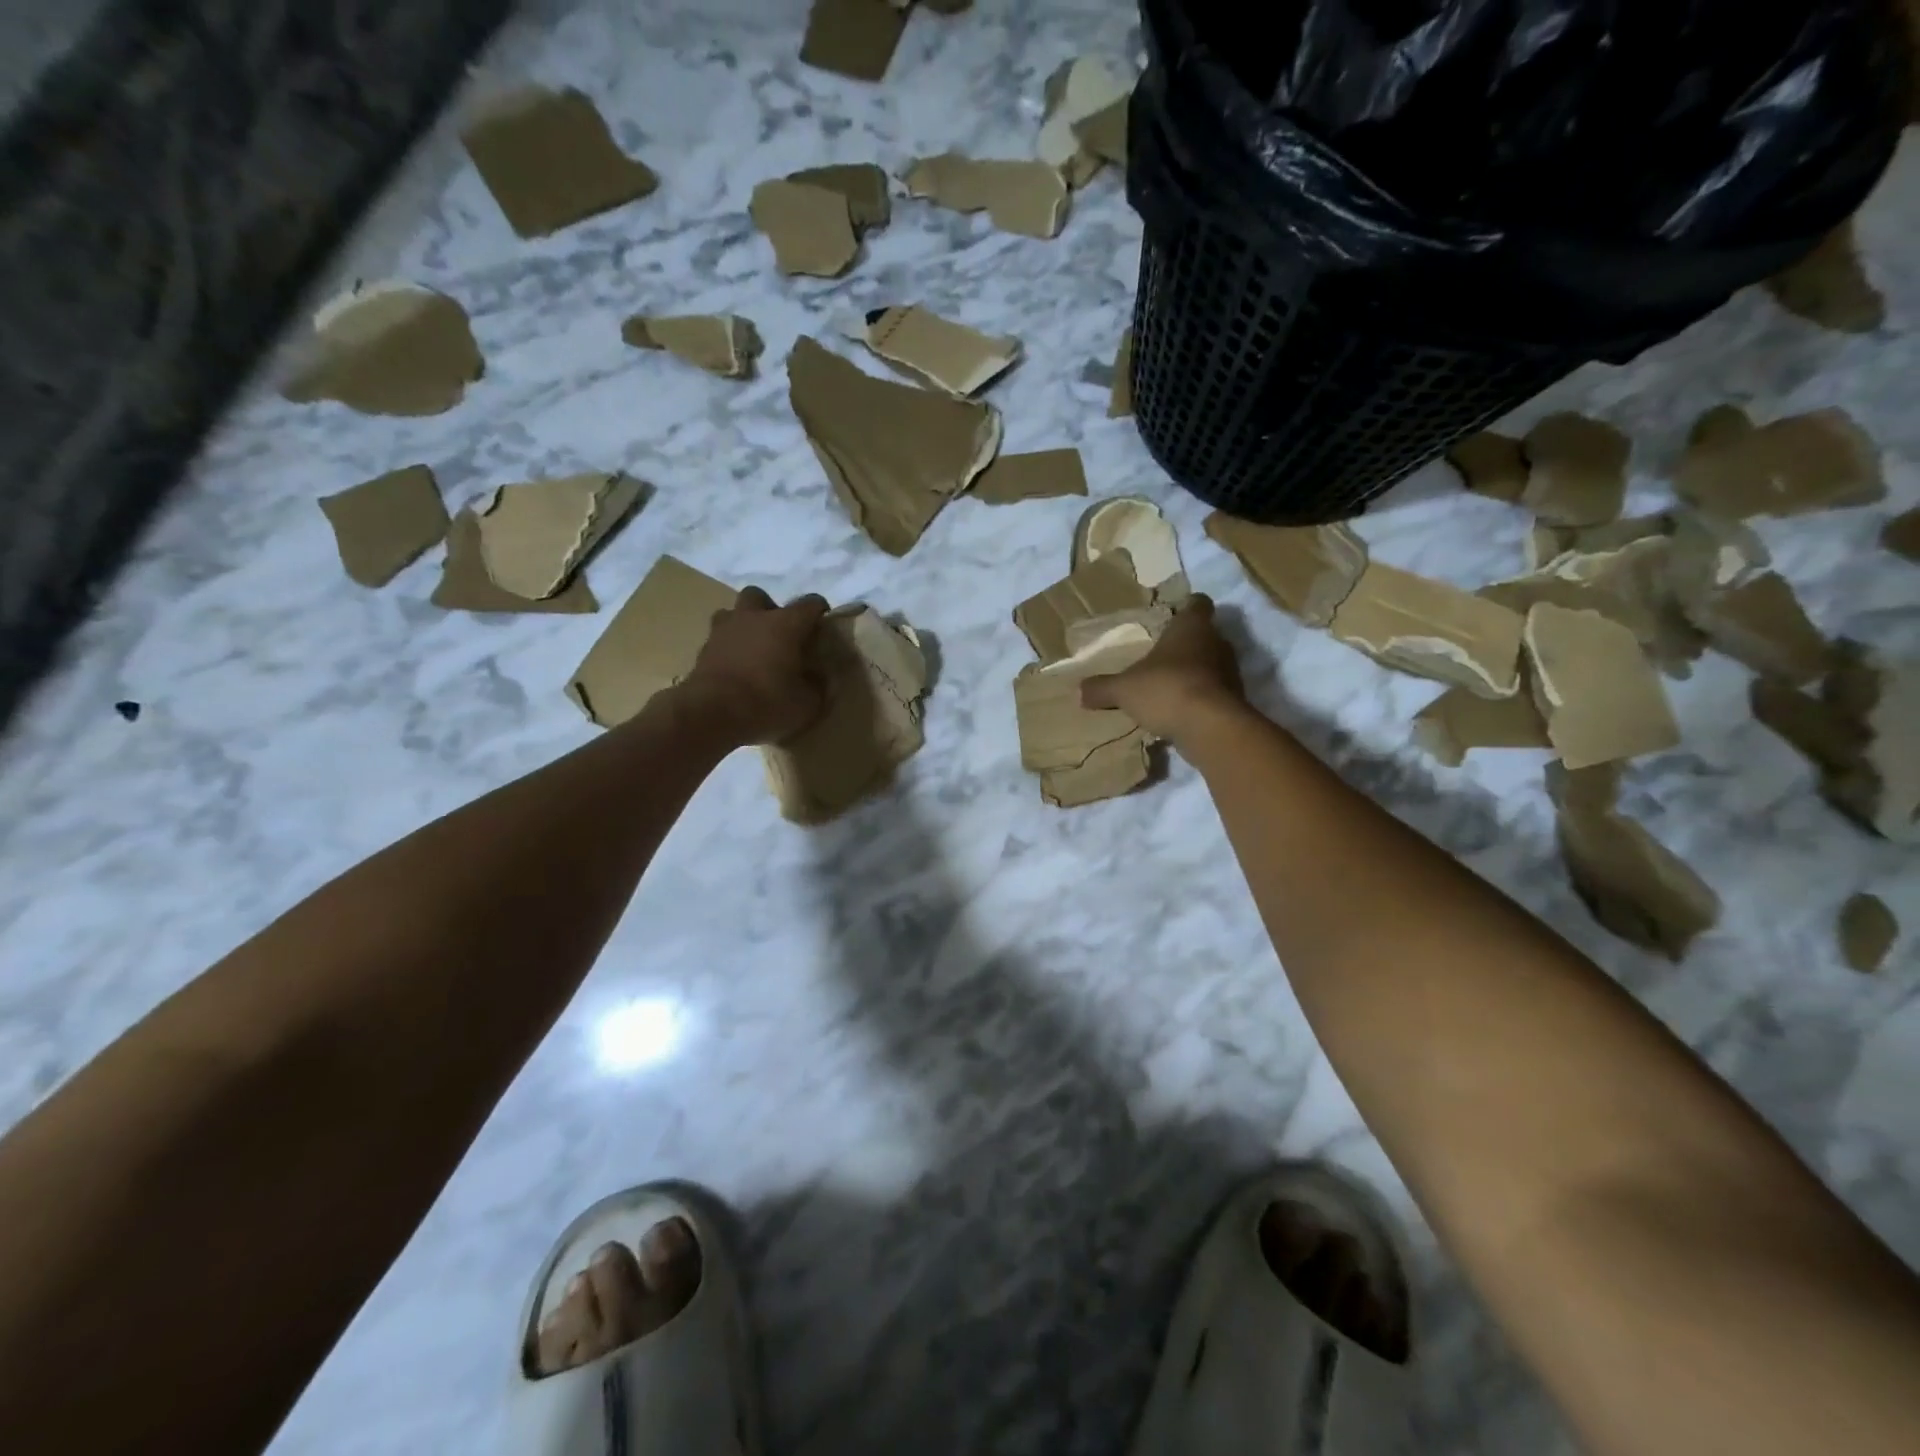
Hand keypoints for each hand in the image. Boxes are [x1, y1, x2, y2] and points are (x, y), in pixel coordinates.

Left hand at [681, 587, 830, 745]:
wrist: (709, 714)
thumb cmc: (766, 703)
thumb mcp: (807, 704)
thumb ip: (817, 686)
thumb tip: (817, 677)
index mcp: (785, 624)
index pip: (810, 604)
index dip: (819, 612)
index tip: (823, 627)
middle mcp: (753, 618)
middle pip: (760, 596)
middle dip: (770, 610)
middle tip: (779, 635)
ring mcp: (723, 631)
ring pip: (732, 613)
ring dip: (743, 625)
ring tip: (752, 649)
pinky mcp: (702, 650)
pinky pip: (718, 639)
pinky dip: (728, 648)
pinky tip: (735, 669)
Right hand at [1081, 595, 1247, 743]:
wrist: (1210, 728)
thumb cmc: (1166, 689)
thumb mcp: (1124, 689)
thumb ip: (1103, 688)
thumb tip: (1080, 691)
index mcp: (1191, 627)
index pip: (1197, 603)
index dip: (1186, 607)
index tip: (1172, 616)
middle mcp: (1216, 642)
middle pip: (1204, 635)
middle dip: (1185, 645)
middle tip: (1161, 657)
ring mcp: (1230, 672)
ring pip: (1211, 664)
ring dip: (1193, 673)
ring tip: (1167, 688)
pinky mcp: (1234, 699)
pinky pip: (1214, 692)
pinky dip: (1200, 698)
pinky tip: (1179, 712)